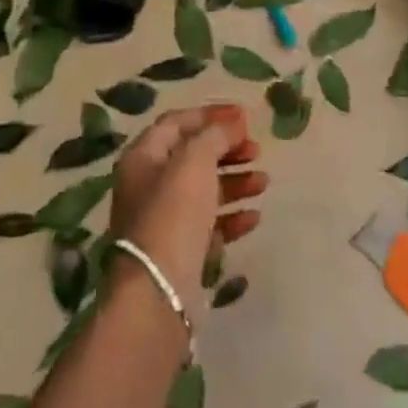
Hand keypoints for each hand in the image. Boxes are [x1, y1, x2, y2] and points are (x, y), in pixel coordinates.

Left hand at [108, 104, 264, 318]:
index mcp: (143, 157)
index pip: (177, 122)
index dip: (211, 115)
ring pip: (204, 191)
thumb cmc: (173, 213)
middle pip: (192, 157)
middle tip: (257, 150)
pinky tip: (254, 217)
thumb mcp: (194, 162)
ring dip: (235, 182)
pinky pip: (209, 225)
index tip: (245, 117)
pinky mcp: (180, 251)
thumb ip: (215, 135)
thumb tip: (233, 122)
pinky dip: (232, 217)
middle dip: (227, 150)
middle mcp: (149, 185)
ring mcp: (164, 220)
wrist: (158, 291)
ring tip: (264, 182)